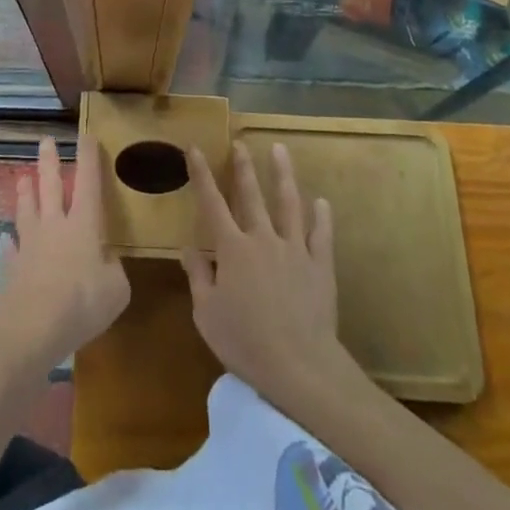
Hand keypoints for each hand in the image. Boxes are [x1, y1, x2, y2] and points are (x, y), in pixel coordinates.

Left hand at [0, 136, 129, 372]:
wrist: (30, 328)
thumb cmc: (81, 303)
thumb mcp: (116, 291)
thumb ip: (114, 271)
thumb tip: (108, 262)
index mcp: (84, 224)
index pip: (88, 181)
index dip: (88, 157)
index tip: (86, 134)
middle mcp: (55, 226)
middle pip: (51, 186)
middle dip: (50, 162)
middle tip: (45, 140)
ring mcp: (30, 245)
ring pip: (27, 210)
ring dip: (26, 193)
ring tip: (22, 178)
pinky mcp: (12, 269)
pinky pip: (11, 250)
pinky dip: (10, 244)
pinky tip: (7, 241)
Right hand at [182, 141, 348, 412]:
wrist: (299, 366)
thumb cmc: (245, 343)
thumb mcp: (207, 314)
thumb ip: (198, 276)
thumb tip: (187, 247)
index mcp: (232, 249)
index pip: (212, 203)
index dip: (201, 175)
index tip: (194, 149)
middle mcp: (262, 238)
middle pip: (251, 195)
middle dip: (243, 167)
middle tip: (240, 143)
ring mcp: (294, 249)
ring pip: (288, 203)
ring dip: (283, 175)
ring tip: (280, 149)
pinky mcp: (320, 265)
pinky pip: (321, 235)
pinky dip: (321, 217)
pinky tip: (321, 202)